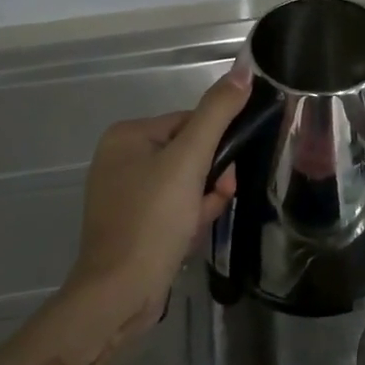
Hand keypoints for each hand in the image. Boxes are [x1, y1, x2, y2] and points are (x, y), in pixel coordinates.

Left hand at [67, 57, 252, 324]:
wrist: (120, 295)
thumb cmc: (152, 219)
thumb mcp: (190, 159)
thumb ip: (218, 112)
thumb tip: (244, 70)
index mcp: (126, 136)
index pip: (190, 122)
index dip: (215, 146)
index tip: (224, 173)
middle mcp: (121, 160)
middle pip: (190, 153)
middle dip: (211, 177)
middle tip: (215, 198)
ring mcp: (125, 195)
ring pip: (187, 183)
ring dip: (204, 199)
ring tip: (199, 222)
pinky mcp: (134, 225)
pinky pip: (174, 208)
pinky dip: (189, 218)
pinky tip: (189, 236)